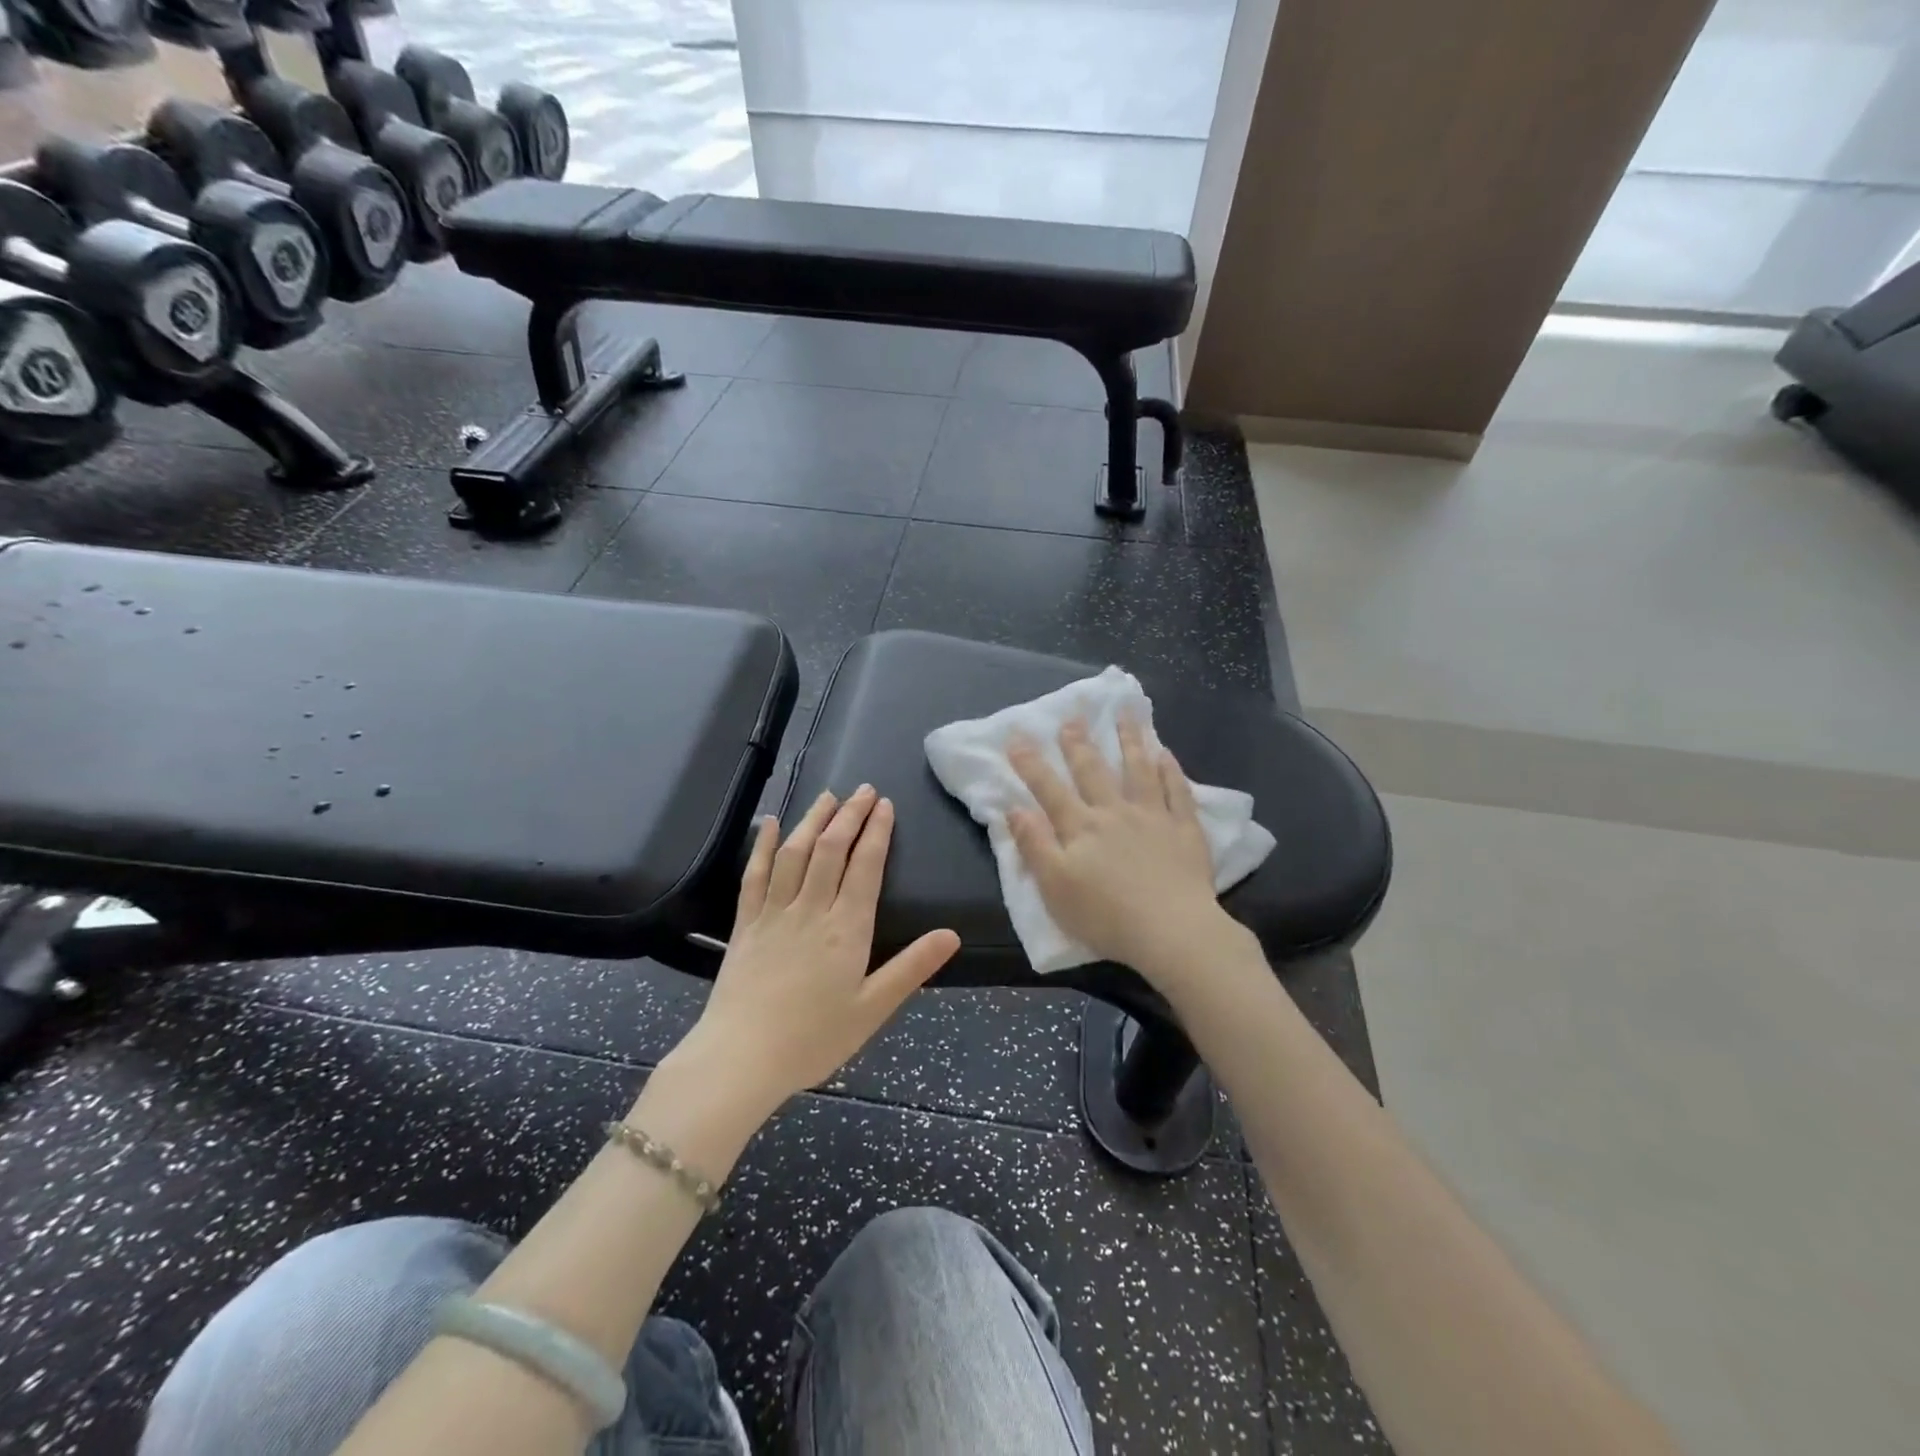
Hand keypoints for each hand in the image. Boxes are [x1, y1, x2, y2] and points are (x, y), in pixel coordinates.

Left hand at [677, 786, 959, 1115]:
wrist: (741, 1059)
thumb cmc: (813, 1039)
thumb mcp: (873, 1009)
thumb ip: (912, 968)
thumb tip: (952, 934)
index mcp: (846, 929)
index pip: (865, 867)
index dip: (877, 832)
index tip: (885, 805)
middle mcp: (811, 910)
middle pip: (831, 850)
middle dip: (850, 816)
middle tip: (864, 790)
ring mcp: (774, 913)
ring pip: (795, 854)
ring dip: (813, 821)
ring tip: (828, 796)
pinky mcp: (745, 924)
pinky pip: (754, 876)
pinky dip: (764, 846)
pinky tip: (771, 824)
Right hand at [1006, 716, 1229, 981]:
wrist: (1172, 931)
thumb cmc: (1105, 915)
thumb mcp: (1054, 886)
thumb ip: (1034, 845)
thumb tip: (1014, 808)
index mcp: (1081, 827)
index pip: (1049, 788)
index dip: (1030, 762)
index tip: (1017, 735)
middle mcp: (1114, 812)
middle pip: (1093, 771)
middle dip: (1078, 743)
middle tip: (1072, 716)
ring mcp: (1153, 817)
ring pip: (1138, 770)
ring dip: (1129, 740)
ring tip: (1125, 714)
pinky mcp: (1184, 830)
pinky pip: (1178, 791)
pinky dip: (1170, 770)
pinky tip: (1165, 754)